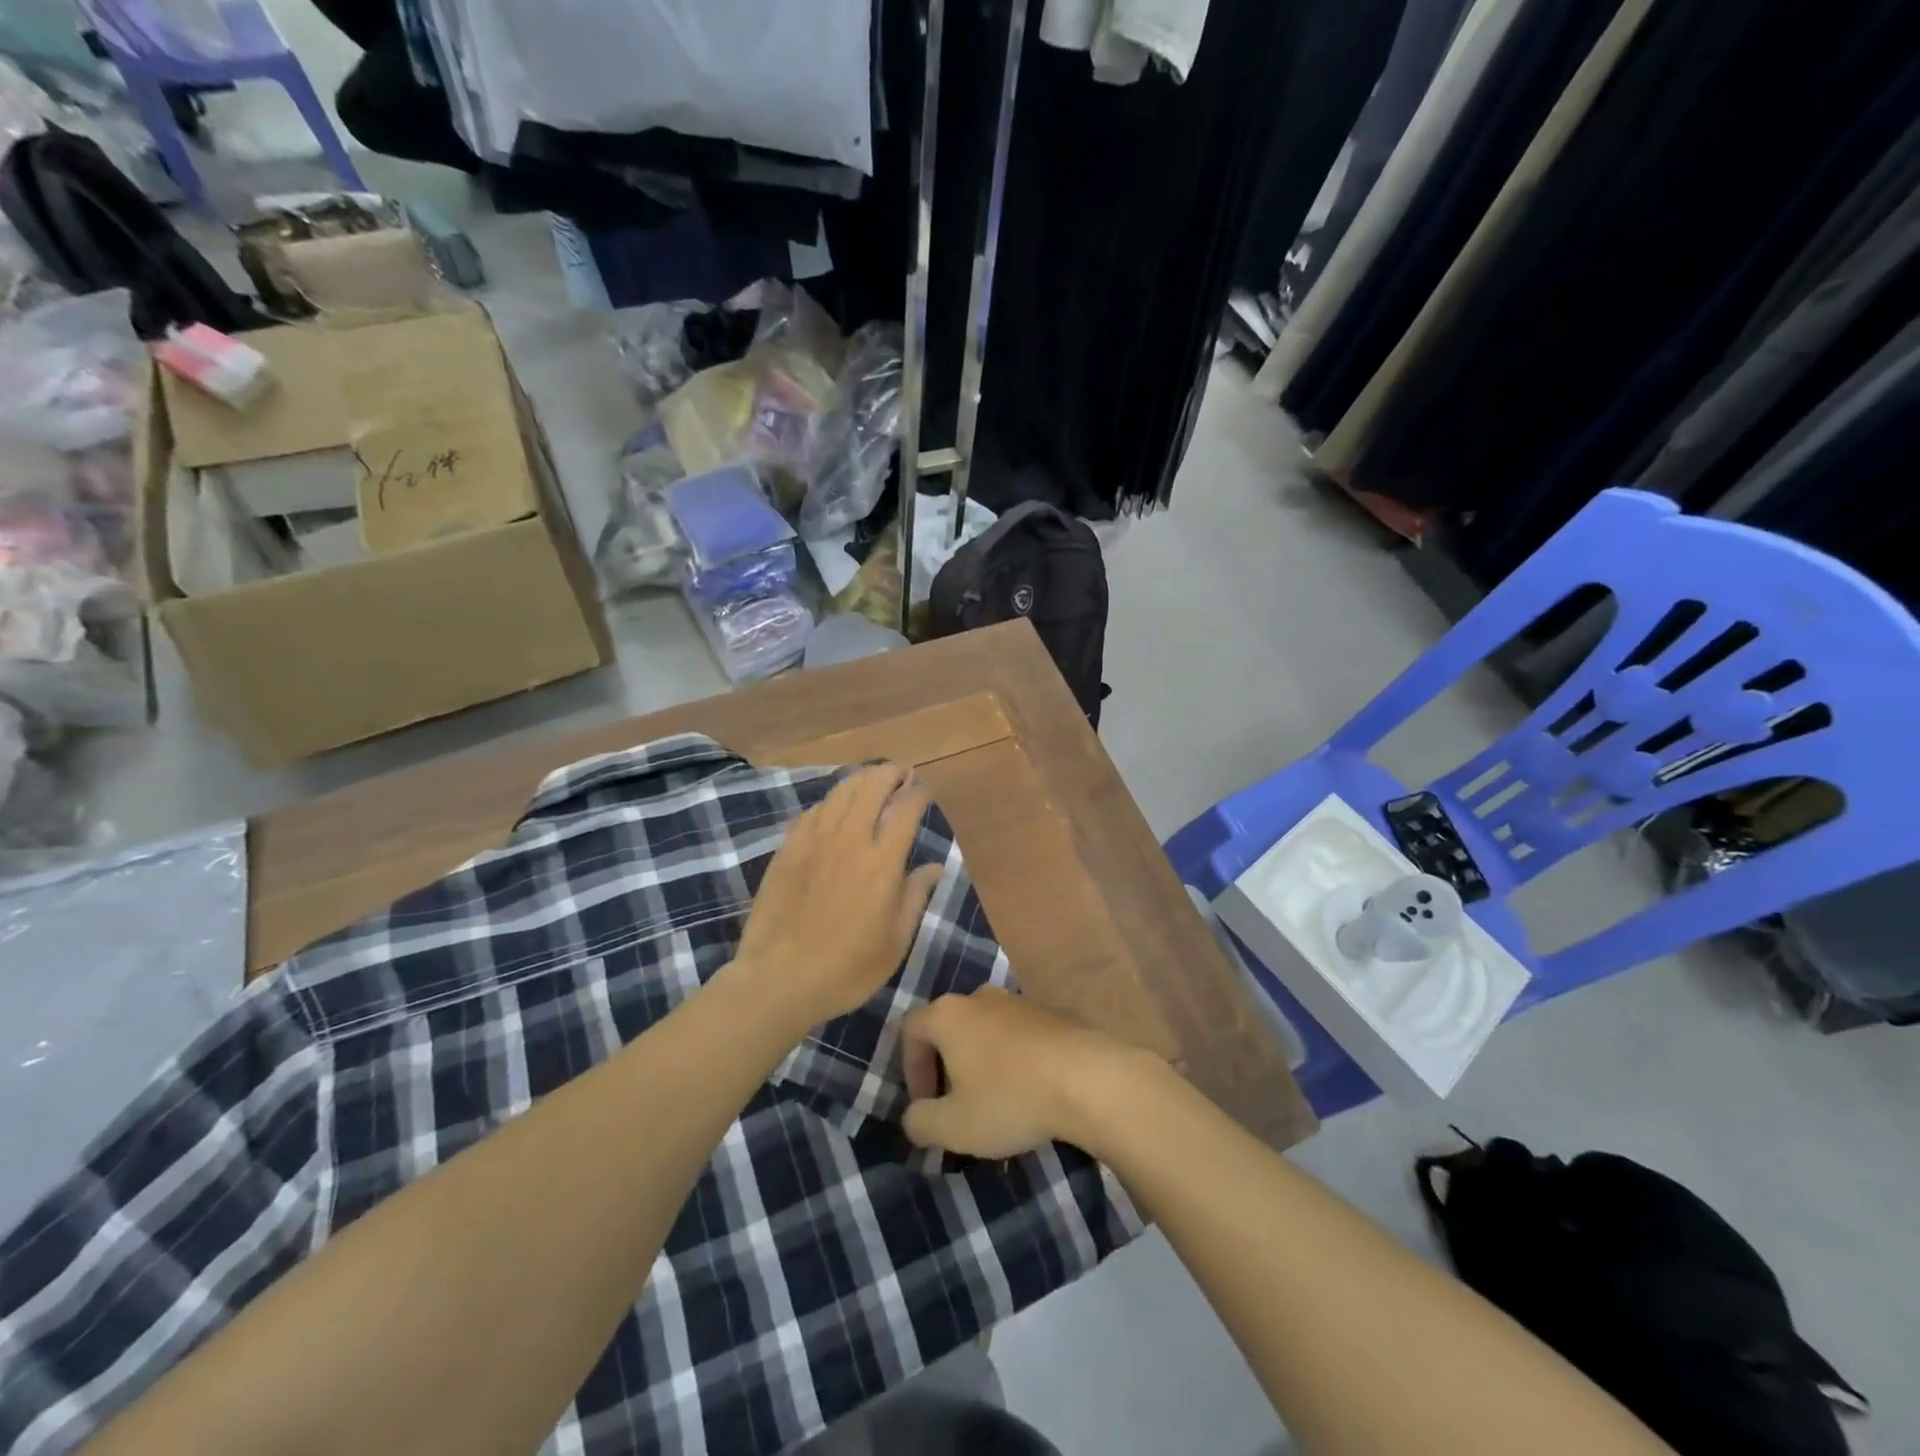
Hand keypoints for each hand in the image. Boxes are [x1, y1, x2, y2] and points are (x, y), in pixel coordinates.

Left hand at [731, 764, 943, 1027]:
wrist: (778, 980)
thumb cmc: (846, 969)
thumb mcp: (895, 942)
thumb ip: (915, 897)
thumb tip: (934, 866)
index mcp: (881, 862)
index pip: (905, 809)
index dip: (918, 793)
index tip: (924, 789)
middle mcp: (849, 840)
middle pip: (871, 787)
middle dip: (890, 773)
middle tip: (900, 773)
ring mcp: (813, 841)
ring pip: (839, 792)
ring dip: (860, 780)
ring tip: (870, 780)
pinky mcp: (787, 849)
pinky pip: (812, 812)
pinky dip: (829, 802)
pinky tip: (833, 809)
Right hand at [899, 988, 1154, 1158]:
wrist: (1089, 1078)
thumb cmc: (1010, 1098)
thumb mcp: (953, 1126)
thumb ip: (920, 1122)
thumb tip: (913, 1116)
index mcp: (949, 1014)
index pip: (910, 1030)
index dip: (909, 1069)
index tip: (925, 1104)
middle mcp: (980, 997)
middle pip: (948, 1027)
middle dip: (944, 1066)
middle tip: (954, 1105)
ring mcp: (1018, 1001)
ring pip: (984, 1030)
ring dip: (979, 1062)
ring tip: (993, 1102)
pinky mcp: (1050, 1012)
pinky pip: (1017, 1035)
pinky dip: (1012, 1059)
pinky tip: (1028, 1091)